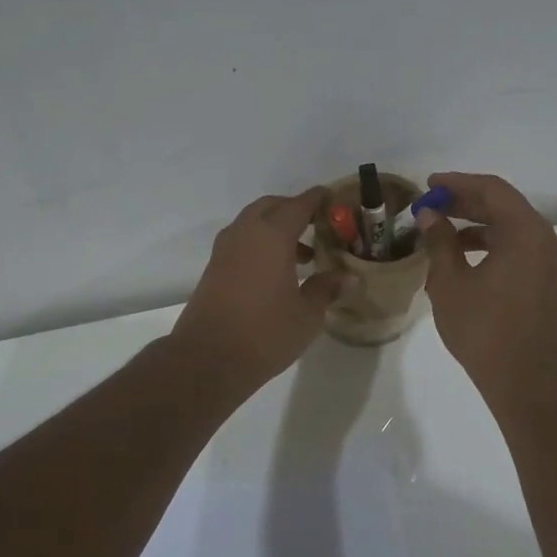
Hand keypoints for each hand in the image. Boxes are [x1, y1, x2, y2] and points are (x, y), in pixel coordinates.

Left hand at [169, 188, 349, 396]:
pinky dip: (260, 244)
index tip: (331, 197)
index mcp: (271, 236)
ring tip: (302, 256)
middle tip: (317, 225)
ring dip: (275, 228)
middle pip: (270, 206)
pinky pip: (241, 241)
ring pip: (253, 223)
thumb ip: (326, 289)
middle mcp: (245, 234)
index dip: (316, 199)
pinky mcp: (213, 268)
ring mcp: (225, 250)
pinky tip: (276, 271)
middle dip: (293, 209)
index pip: (298, 205)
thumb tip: (349, 277)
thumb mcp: (306, 314)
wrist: (207, 358)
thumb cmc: (265, 333)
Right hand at [418, 172, 556, 404]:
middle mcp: (546, 240)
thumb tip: (429, 215)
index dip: (457, 183)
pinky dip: (493, 244)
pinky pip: (520, 248)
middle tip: (431, 205)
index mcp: (526, 232)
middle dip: (466, 202)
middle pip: (505, 205)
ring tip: (441, 232)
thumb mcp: (450, 282)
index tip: (428, 185)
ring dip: (478, 224)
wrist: (525, 378)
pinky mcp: (549, 281)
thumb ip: (439, 241)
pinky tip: (464, 256)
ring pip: (512, 228)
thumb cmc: (483, 328)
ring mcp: (552, 262)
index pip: (492, 190)